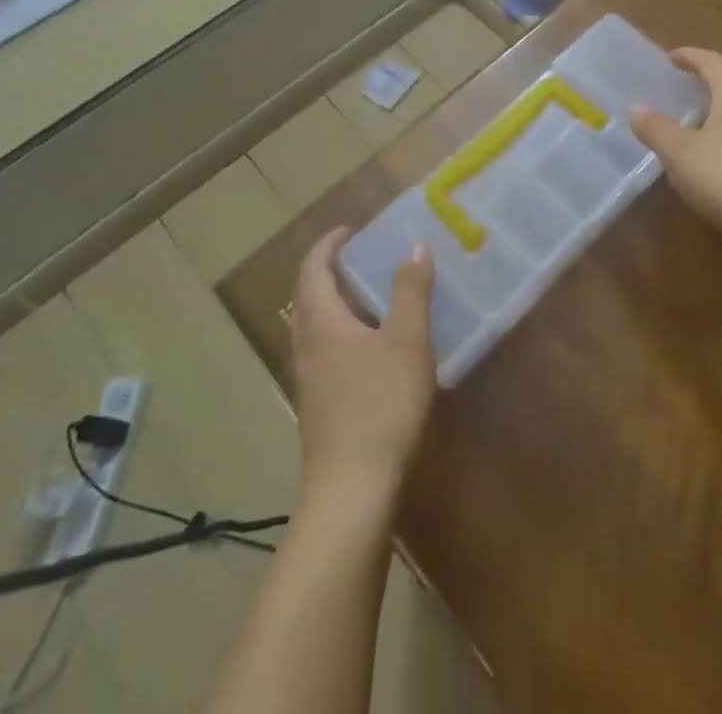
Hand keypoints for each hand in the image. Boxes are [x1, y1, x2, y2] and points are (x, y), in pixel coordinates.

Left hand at [291, 229, 437, 510]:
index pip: (313, 269)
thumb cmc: (380, 405)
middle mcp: (307, 346)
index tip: (350, 230)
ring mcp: (309, 380)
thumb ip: (411, 291)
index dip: (328, 245)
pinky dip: (343, 331)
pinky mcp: (319, 406)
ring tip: (372, 294)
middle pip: (309, 296)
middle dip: (330, 271)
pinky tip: (374, 345)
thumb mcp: (406, 341)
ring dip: (337, 302)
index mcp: (321, 323)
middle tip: (363, 257)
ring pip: (316, 326)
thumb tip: (414, 247)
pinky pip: (325, 350)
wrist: (352, 491)